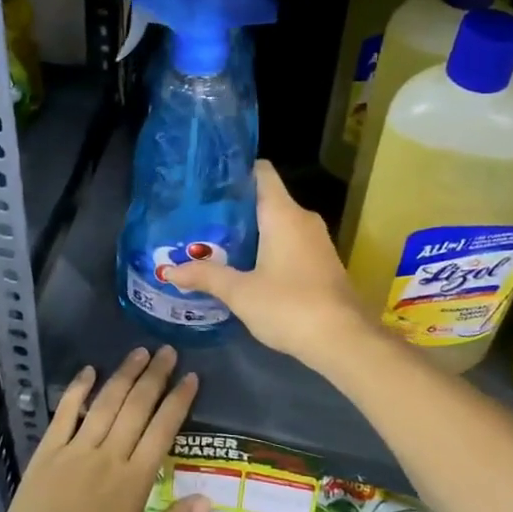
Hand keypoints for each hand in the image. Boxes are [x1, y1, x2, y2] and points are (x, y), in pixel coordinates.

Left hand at [0, 347, 210, 511]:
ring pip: (105, 403)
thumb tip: (208, 497)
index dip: (178, 401)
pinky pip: (65, 413)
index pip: (162, 430)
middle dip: (155, 377)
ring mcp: (75, 450)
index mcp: (134, 482)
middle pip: (136, 407)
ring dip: (124, 375)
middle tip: (168, 350)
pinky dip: (77, 390)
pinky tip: (88, 371)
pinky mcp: (48, 452)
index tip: (191, 377)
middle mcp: (108, 457)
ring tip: (139, 352)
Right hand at [167, 161, 375, 368]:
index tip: (208, 181)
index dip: (236, 171)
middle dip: (235, 207)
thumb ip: (206, 276)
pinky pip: (289, 243)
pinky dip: (267, 247)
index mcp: (283, 214)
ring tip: (215, 240)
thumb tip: (169, 271)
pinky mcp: (322, 263)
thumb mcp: (240, 292)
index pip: (261, 172)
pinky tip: (245, 266)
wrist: (343, 340)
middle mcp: (303, 219)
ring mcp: (316, 241)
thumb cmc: (289, 306)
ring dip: (251, 231)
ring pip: (278, 223)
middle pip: (266, 199)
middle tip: (200, 217)